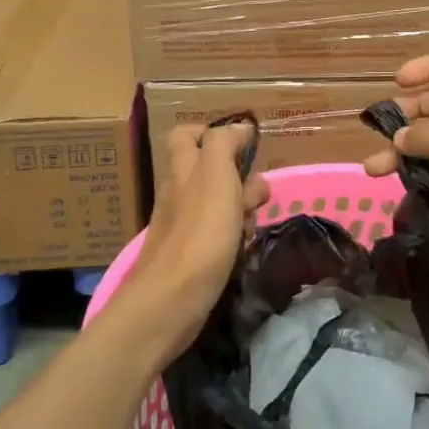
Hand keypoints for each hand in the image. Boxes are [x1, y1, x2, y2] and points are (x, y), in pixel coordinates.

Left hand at [127, 122, 268, 363]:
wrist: (171, 302)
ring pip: (219, 204)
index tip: (242, 144)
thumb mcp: (216, 175)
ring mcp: (183, 225)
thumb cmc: (199, 232)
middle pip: (209, 170)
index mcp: (183, 169)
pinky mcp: (190, 256)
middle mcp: (179, 192)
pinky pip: (217, 235)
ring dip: (241, 208)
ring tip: (253, 223)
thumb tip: (238, 127)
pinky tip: (243, 248)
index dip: (211, 132)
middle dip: (239, 177)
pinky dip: (234, 237)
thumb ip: (225, 144)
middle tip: (256, 193)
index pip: (186, 135)